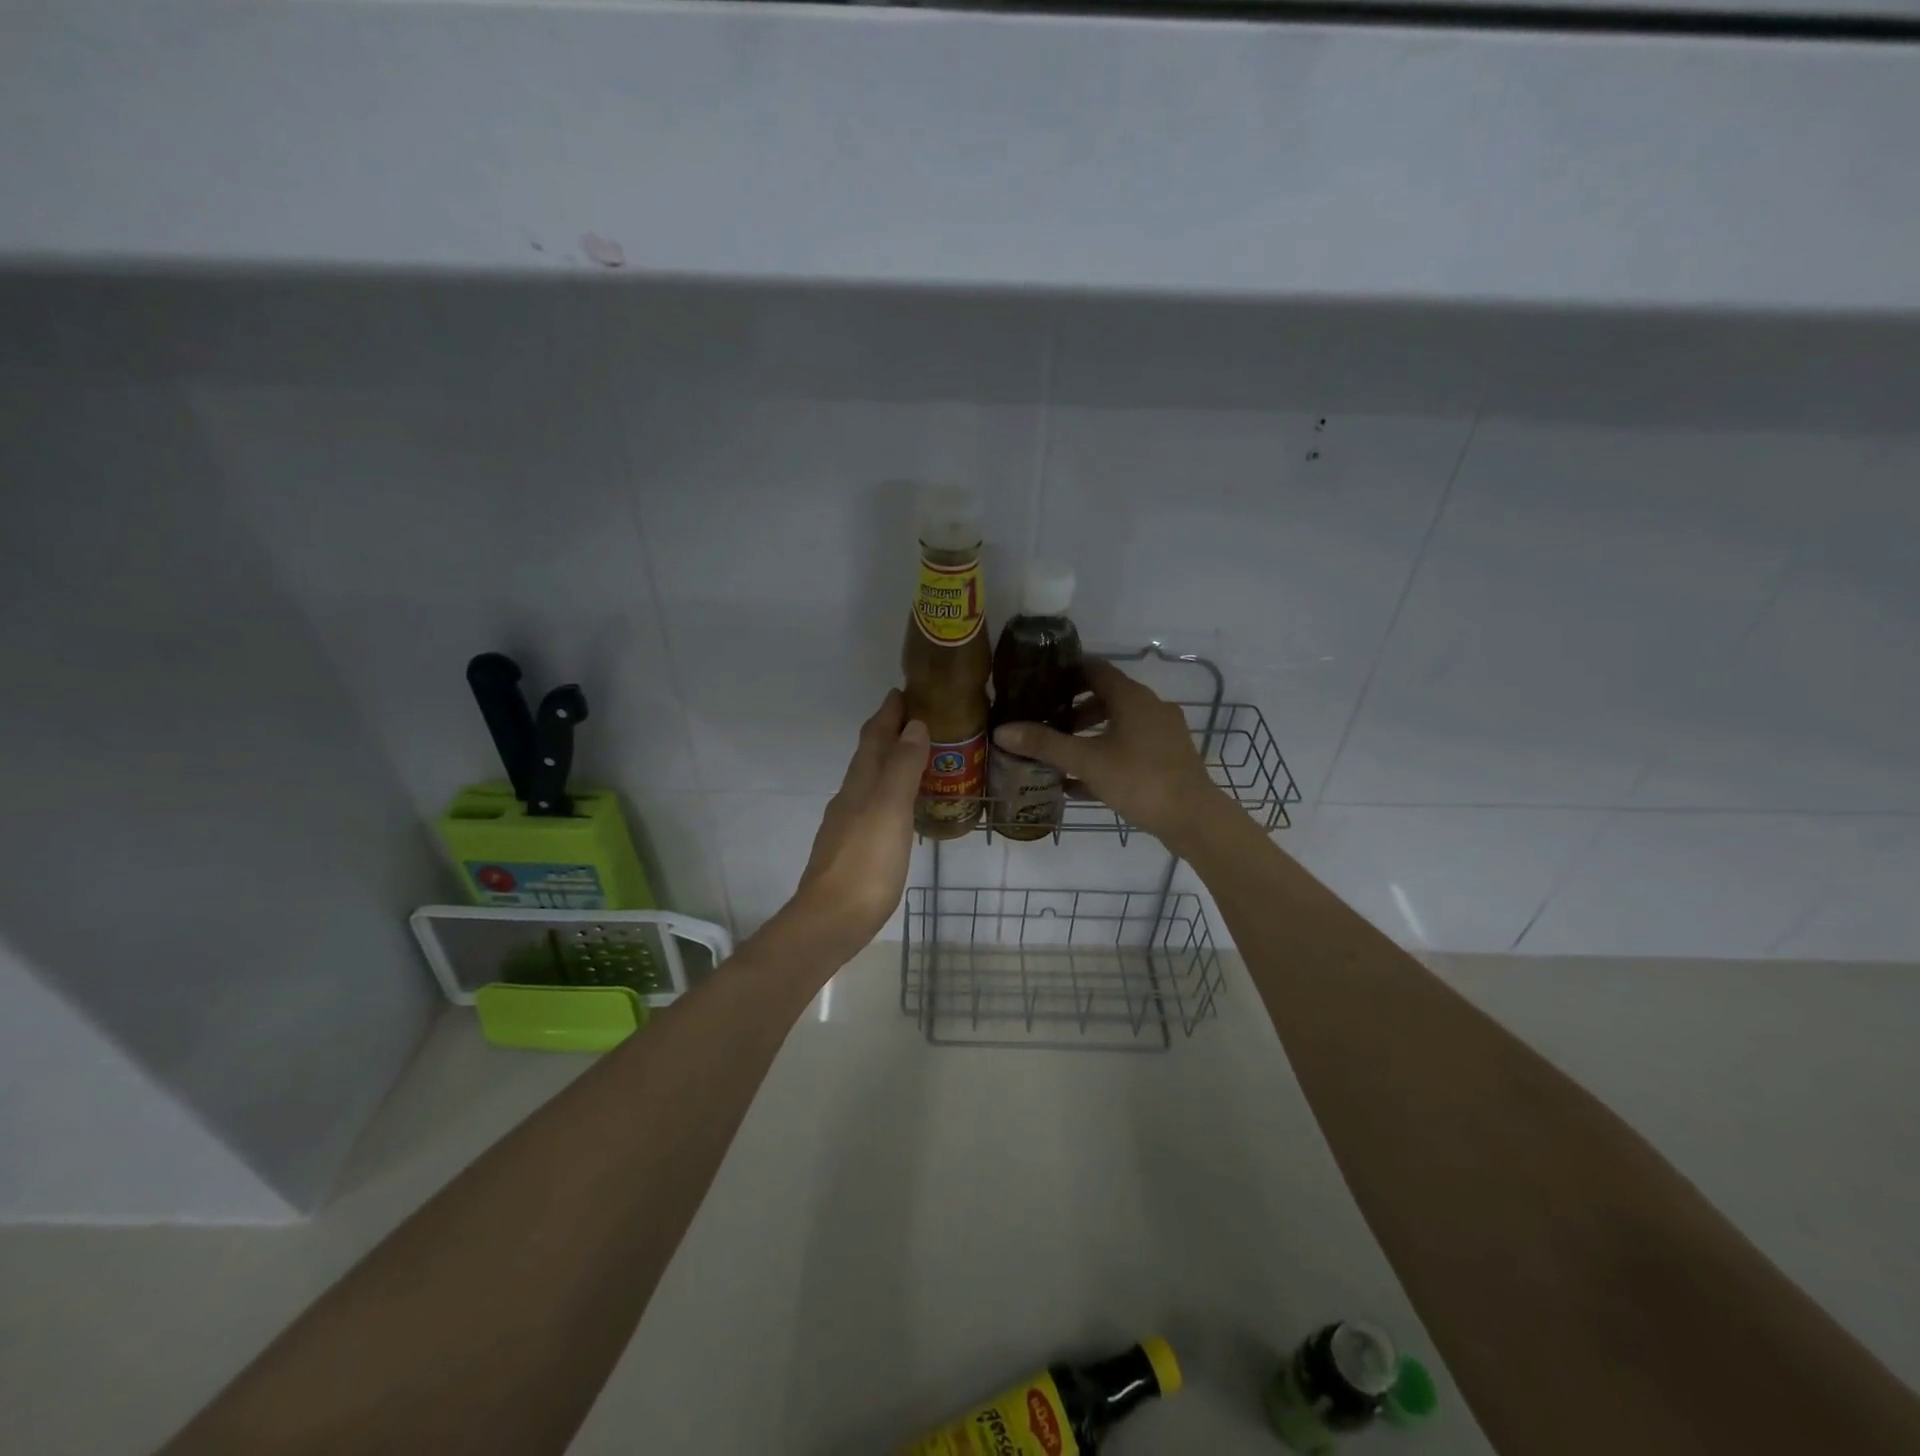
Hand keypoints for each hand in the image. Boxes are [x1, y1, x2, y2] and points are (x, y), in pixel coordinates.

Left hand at [777, 689, 927, 957]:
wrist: (830, 920)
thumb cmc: (866, 864)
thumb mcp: (890, 810)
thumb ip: (902, 767)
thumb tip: (913, 725)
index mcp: (860, 783)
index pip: (874, 736)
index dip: (888, 712)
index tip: (903, 690)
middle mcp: (850, 797)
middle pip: (869, 755)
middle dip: (889, 732)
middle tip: (917, 718)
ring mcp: (848, 823)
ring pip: (870, 780)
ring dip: (890, 762)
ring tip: (917, 756)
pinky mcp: (852, 848)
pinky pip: (874, 805)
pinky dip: (889, 792)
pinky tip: (901, 806)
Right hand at [992, 657, 1223, 851]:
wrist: (1194, 818)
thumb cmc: (1139, 779)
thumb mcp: (1086, 761)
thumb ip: (1045, 744)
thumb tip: (1002, 730)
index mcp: (1132, 697)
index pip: (1094, 668)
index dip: (1066, 672)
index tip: (1039, 682)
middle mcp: (1150, 707)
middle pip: (1106, 697)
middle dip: (1074, 709)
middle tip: (1045, 722)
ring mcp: (1163, 733)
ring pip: (1119, 724)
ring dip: (1089, 734)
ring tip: (1060, 754)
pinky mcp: (1168, 758)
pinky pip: (1130, 747)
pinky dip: (1106, 755)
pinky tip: (1081, 782)